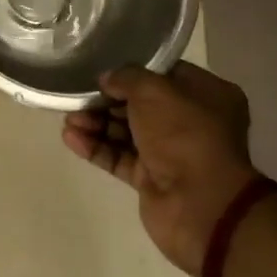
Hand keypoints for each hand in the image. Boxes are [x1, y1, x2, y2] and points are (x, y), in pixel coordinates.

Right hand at [62, 62, 260, 276]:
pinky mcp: (151, 179)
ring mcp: (171, 152)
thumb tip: (107, 79)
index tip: (102, 70)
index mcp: (207, 95)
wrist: (200, 205)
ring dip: (96, 124)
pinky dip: (96, 147)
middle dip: (106, 101)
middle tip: (78, 98)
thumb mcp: (153, 90)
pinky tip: (71, 139)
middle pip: (140, 104)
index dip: (132, 72)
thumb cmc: (185, 135)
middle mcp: (191, 122)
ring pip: (126, 131)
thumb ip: (126, 77)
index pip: (164, 75)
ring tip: (69, 120)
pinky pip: (119, 157)